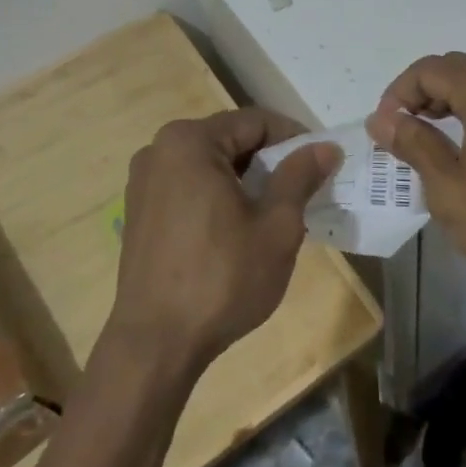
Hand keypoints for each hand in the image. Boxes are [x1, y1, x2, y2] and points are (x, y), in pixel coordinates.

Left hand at [111, 109, 338, 378]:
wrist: (155, 345)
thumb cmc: (222, 279)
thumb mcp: (276, 226)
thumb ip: (300, 177)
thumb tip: (326, 148)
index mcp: (190, 141)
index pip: (256, 121)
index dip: (295, 139)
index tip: (322, 165)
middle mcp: (159, 149)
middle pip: (230, 140)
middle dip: (270, 161)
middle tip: (303, 192)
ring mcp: (144, 181)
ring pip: (210, 164)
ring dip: (245, 180)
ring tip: (274, 214)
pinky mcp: (139, 211)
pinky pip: (189, 186)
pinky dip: (218, 196)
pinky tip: (237, 230)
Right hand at [364, 52, 465, 293]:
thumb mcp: (450, 190)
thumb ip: (414, 145)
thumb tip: (381, 119)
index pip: (431, 69)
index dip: (399, 93)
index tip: (385, 129)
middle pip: (457, 68)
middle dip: (421, 93)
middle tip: (401, 131)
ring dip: (447, 101)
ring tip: (426, 138)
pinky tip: (464, 146)